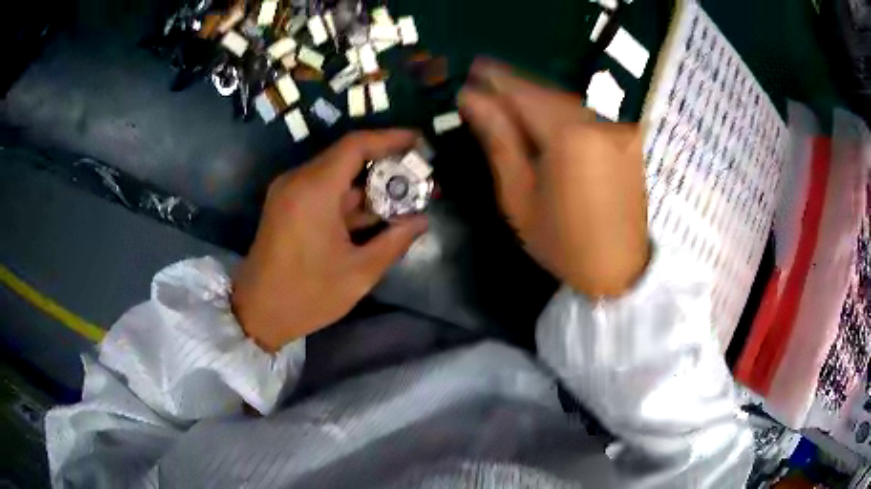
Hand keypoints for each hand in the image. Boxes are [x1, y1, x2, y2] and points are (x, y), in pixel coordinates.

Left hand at [232, 131, 427, 351]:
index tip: (419, 143)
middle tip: (418, 177)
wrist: (257, 313)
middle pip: (347, 156)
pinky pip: (324, 189)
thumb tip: (422, 220)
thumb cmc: (307, 296)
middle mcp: (298, 180)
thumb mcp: (359, 273)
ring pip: (337, 174)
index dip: (390, 138)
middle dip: (385, 164)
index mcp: (314, 190)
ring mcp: (289, 192)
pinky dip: (350, 197)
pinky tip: (375, 213)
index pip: (355, 145)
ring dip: (369, 183)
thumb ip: (394, 241)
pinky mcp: (286, 205)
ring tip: (404, 197)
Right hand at [459, 60, 649, 296]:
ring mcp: (616, 127)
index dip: (495, 79)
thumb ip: (499, 140)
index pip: (522, 93)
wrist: (620, 268)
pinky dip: (559, 107)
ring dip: (535, 94)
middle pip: (546, 90)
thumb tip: (472, 100)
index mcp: (568, 136)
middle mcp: (597, 121)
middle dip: (513, 83)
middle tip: (484, 78)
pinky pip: (585, 110)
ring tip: (507, 94)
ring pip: (567, 97)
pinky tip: (541, 113)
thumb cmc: (563, 241)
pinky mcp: (625, 137)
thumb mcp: (519, 196)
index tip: (471, 69)